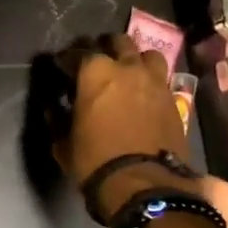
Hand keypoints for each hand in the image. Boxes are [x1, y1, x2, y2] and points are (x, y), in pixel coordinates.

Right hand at [55, 34, 190, 215]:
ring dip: (135, 59)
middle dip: (105, 47)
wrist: (144, 184)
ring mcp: (155, 81)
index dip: (66, 59)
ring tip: (127, 71)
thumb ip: (58, 119)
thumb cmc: (95, 160)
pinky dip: (151, 81)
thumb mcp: (64, 143)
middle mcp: (127, 68)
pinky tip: (144, 94)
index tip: (60, 67)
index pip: (77, 53)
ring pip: (147, 54)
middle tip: (96, 62)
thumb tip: (54, 108)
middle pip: (118, 42)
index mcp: (95, 72)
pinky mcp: (174, 100)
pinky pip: (162, 79)